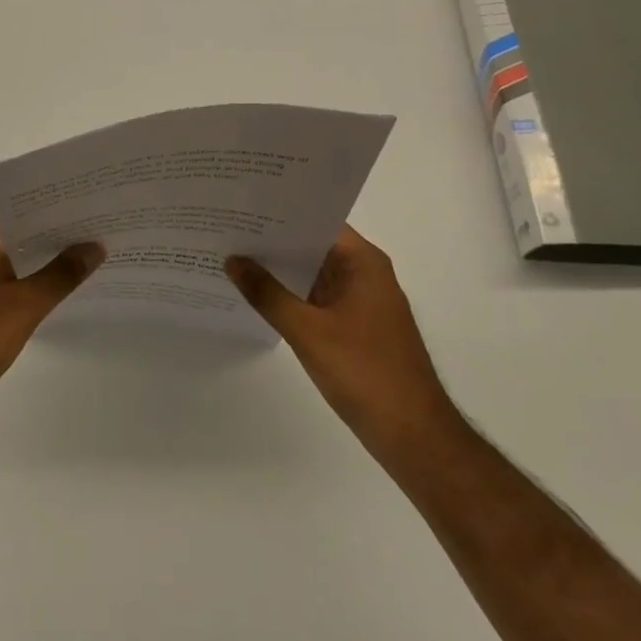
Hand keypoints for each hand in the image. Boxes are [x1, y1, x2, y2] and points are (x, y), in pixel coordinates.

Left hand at [0, 219, 103, 441]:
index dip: (66, 215)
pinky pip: (4, 281)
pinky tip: (55, 295)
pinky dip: (28, 285)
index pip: (31, 212)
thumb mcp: (24, 306)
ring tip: (91, 265)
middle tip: (106, 240)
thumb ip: (62, 274)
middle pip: (23, 235)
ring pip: (15, 260)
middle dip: (60, 241)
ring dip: (45, 265)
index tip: (102, 217)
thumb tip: (95, 245)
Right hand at [227, 225, 458, 460]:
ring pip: (312, 273)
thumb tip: (233, 260)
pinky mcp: (355, 327)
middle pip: (312, 245)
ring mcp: (361, 302)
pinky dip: (290, 295)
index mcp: (363, 263)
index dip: (280, 212)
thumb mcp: (308, 331)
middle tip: (226, 227)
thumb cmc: (366, 373)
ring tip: (231, 255)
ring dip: (279, 269)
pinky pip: (316, 298)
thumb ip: (267, 293)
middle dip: (272, 240)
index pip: (317, 221)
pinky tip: (255, 295)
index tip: (242, 204)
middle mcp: (365, 274)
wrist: (414, 437)